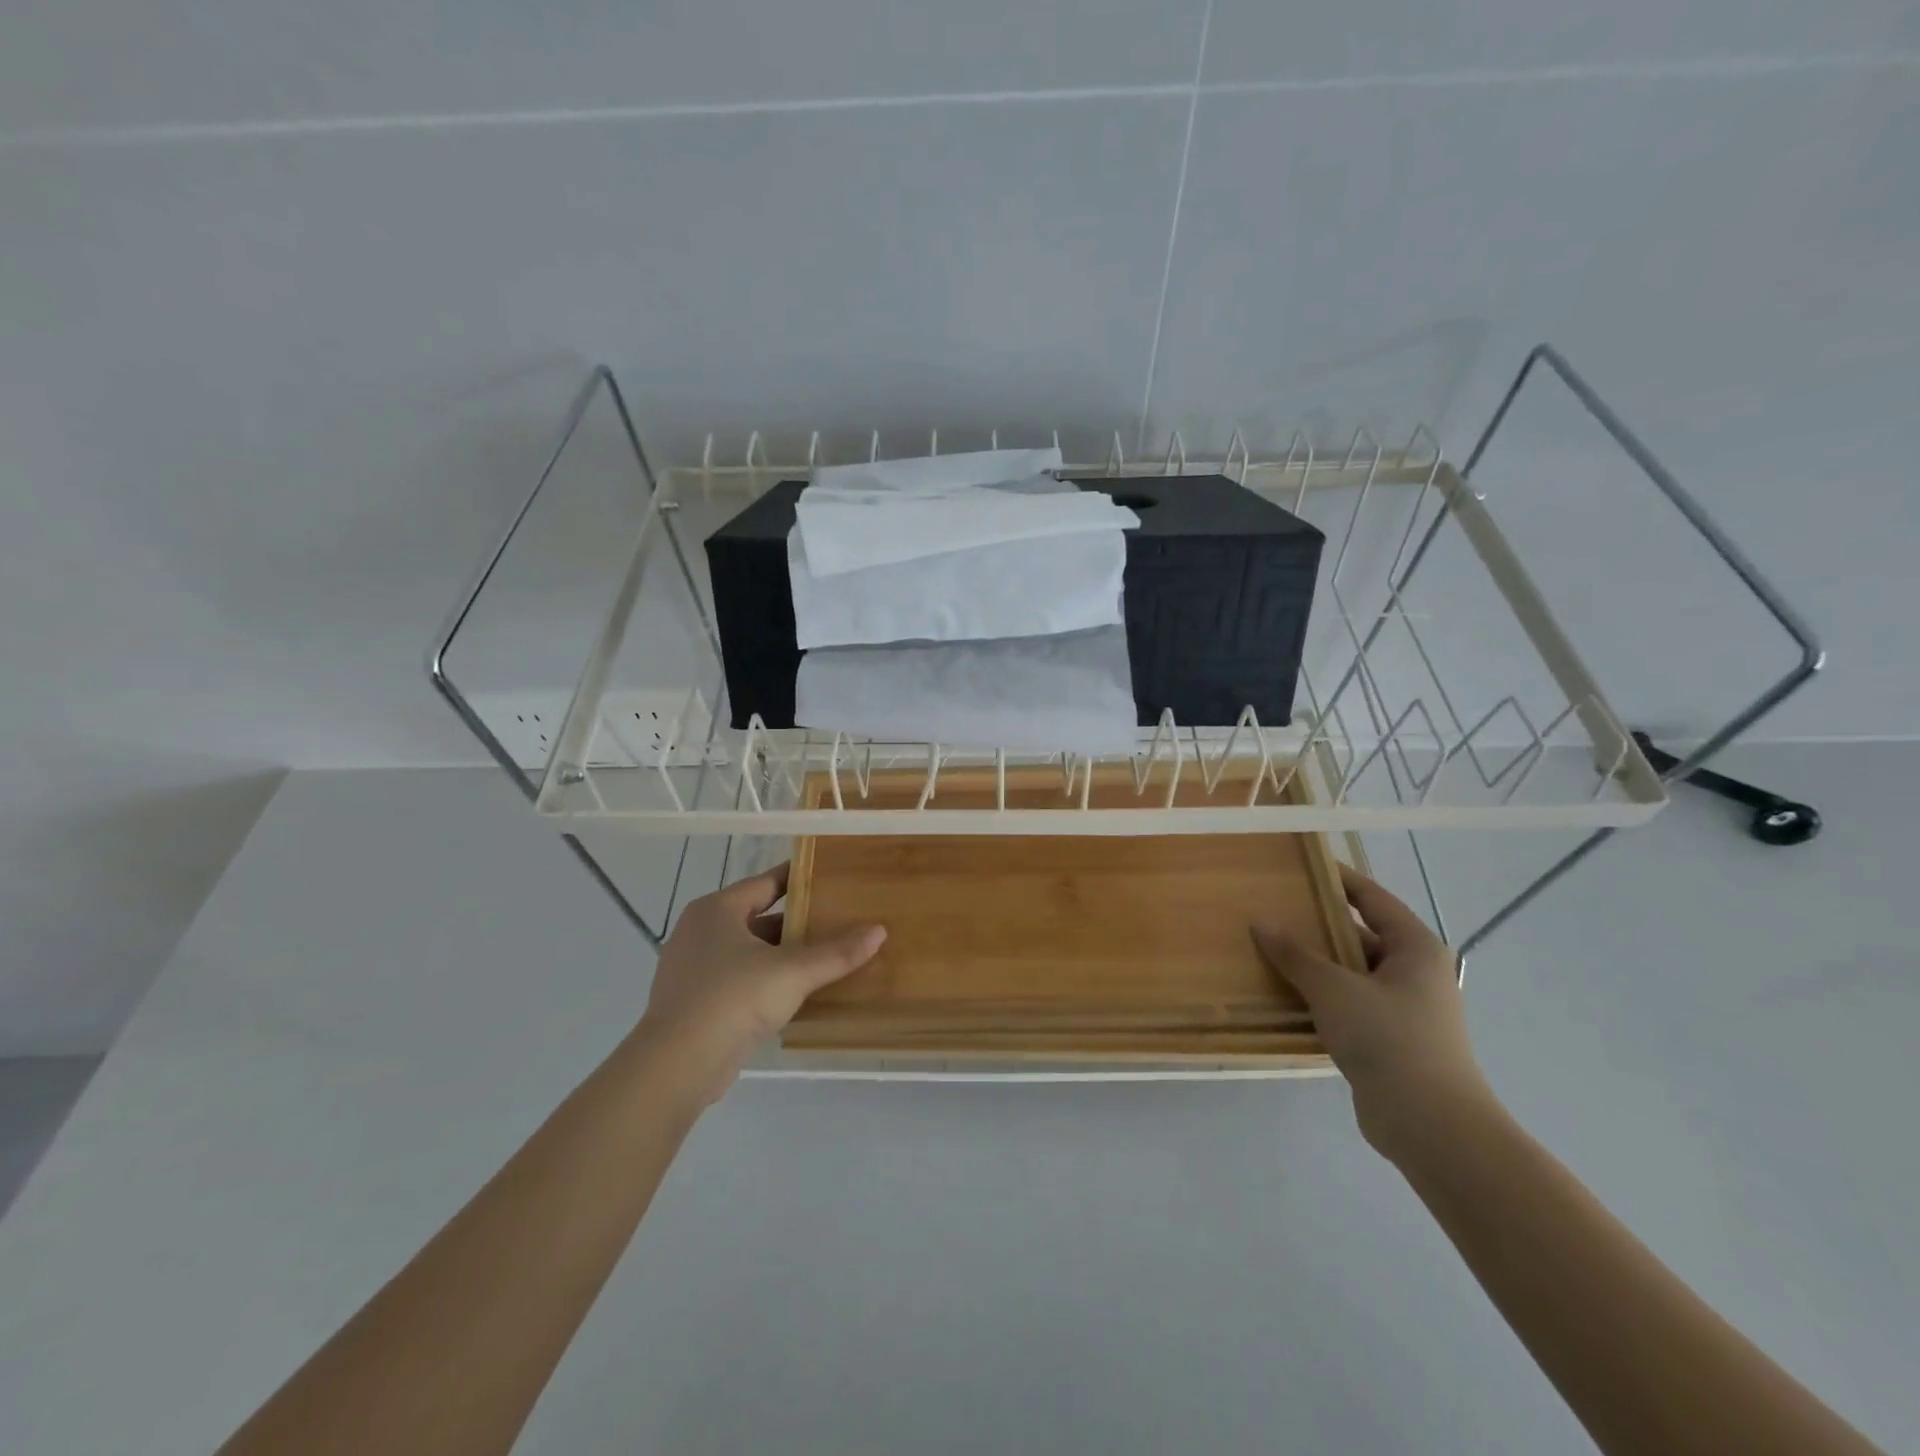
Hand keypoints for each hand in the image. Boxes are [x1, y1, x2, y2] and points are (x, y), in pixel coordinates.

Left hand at [635, 864, 885, 1102]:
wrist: (676, 1066)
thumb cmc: (733, 999)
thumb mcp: (792, 972)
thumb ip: (836, 952)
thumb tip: (879, 931)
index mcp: (717, 910)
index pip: (765, 882)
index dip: (798, 878)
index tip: (830, 876)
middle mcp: (700, 931)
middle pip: (758, 917)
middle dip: (796, 922)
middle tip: (837, 921)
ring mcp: (692, 969)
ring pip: (748, 952)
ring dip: (781, 955)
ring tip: (824, 957)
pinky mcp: (693, 1003)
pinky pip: (737, 980)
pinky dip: (765, 981)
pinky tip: (794, 993)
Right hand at [1253, 864, 1492, 1160]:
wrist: (1432, 1126)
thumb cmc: (1389, 1039)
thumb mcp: (1334, 989)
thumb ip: (1296, 955)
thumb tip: (1262, 923)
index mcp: (1414, 947)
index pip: (1372, 897)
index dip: (1337, 879)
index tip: (1300, 866)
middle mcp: (1414, 972)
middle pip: (1359, 934)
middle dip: (1317, 925)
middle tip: (1271, 910)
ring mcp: (1404, 1008)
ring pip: (1352, 972)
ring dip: (1315, 964)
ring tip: (1268, 950)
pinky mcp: (1390, 1040)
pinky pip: (1349, 1004)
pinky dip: (1321, 997)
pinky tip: (1285, 996)